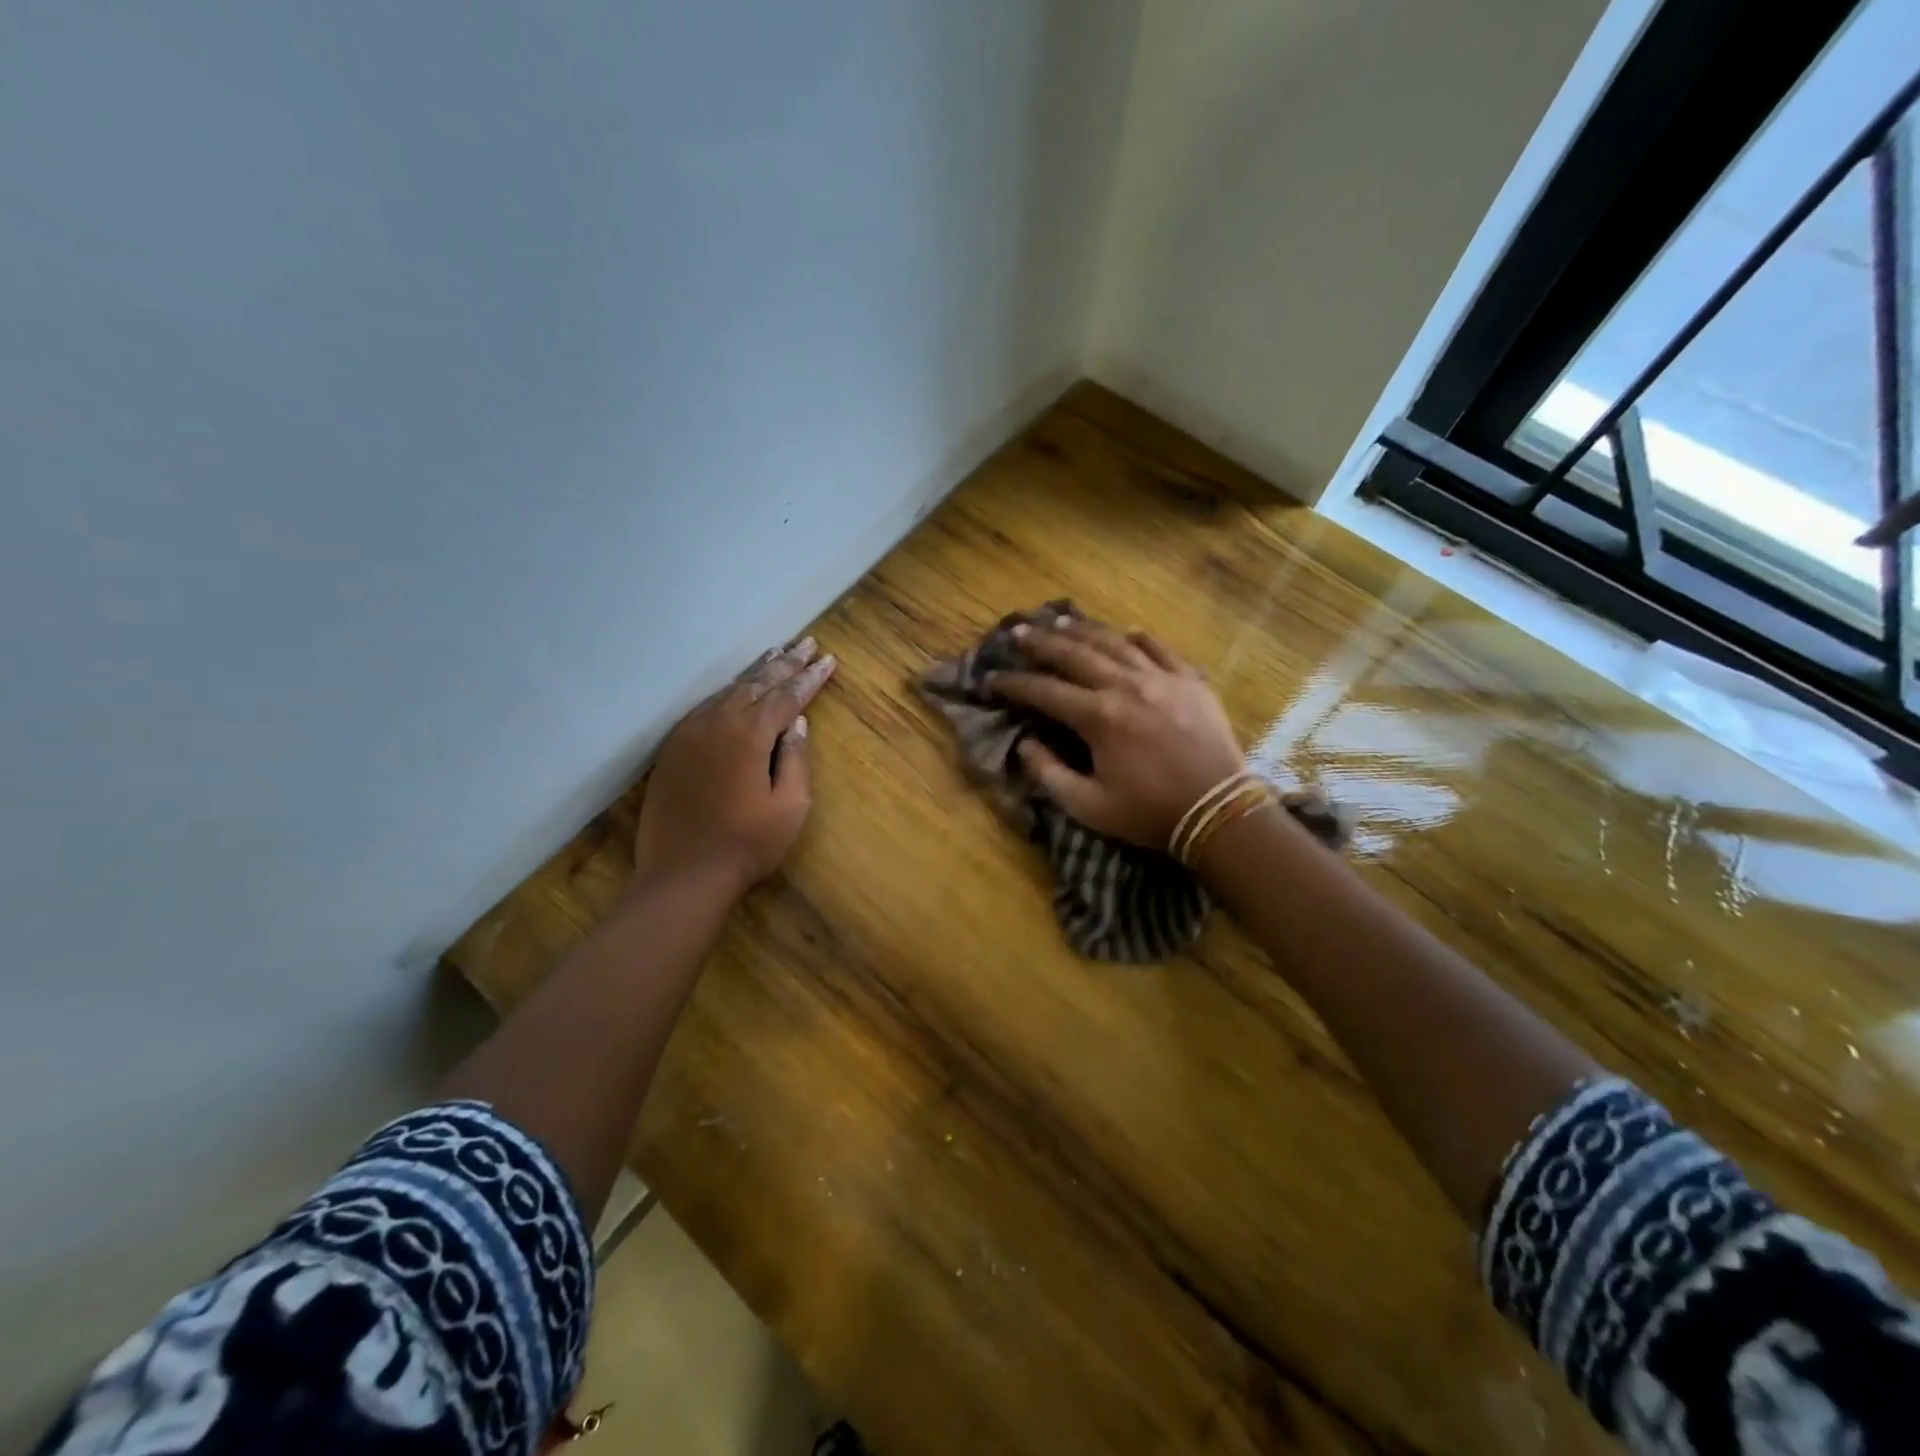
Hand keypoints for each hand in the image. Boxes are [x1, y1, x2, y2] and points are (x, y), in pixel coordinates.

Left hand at [633, 637, 836, 895]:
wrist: (684, 874)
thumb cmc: (748, 843)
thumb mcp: (790, 806)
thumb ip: (796, 759)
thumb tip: (798, 723)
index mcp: (751, 734)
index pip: (787, 696)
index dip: (810, 678)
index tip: (828, 659)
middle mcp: (718, 722)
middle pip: (757, 684)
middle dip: (786, 663)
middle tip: (807, 643)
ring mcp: (690, 733)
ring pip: (729, 691)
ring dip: (757, 672)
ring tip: (778, 654)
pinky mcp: (674, 748)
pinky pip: (706, 707)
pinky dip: (729, 693)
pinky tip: (737, 689)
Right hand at [988, 615, 1242, 849]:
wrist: (1218, 811)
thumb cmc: (1149, 812)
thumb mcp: (1088, 806)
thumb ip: (1048, 774)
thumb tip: (1025, 744)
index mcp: (1098, 717)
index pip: (1044, 691)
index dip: (1014, 684)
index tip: (992, 679)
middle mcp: (1125, 686)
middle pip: (1075, 654)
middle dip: (1042, 642)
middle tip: (1019, 633)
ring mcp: (1161, 678)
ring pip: (1114, 642)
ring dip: (1083, 630)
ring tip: (1060, 620)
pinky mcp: (1189, 680)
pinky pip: (1159, 648)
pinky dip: (1138, 637)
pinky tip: (1124, 632)